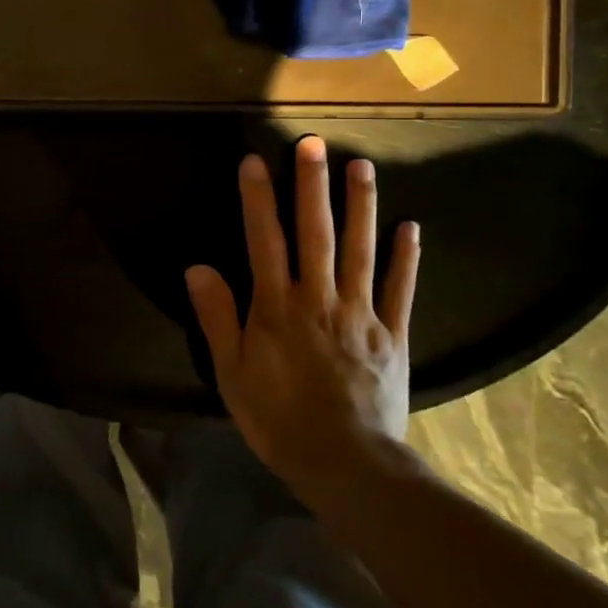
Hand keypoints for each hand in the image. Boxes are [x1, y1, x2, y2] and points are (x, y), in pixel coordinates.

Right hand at [186, 135, 420, 502]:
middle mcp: (319, 298)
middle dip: (312, 185)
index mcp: (277, 307)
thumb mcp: (232, 372)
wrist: (346, 464)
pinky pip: (400, 290)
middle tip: (314, 143)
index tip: (254, 161)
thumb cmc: (279, 419)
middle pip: (315, 233)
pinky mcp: (393, 335)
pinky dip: (406, 258)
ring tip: (361, 165)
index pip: (264, 240)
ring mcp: (361, 313)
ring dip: (360, 206)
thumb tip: (197, 266)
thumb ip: (217, 317)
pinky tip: (410, 227)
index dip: (258, 199)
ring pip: (360, 250)